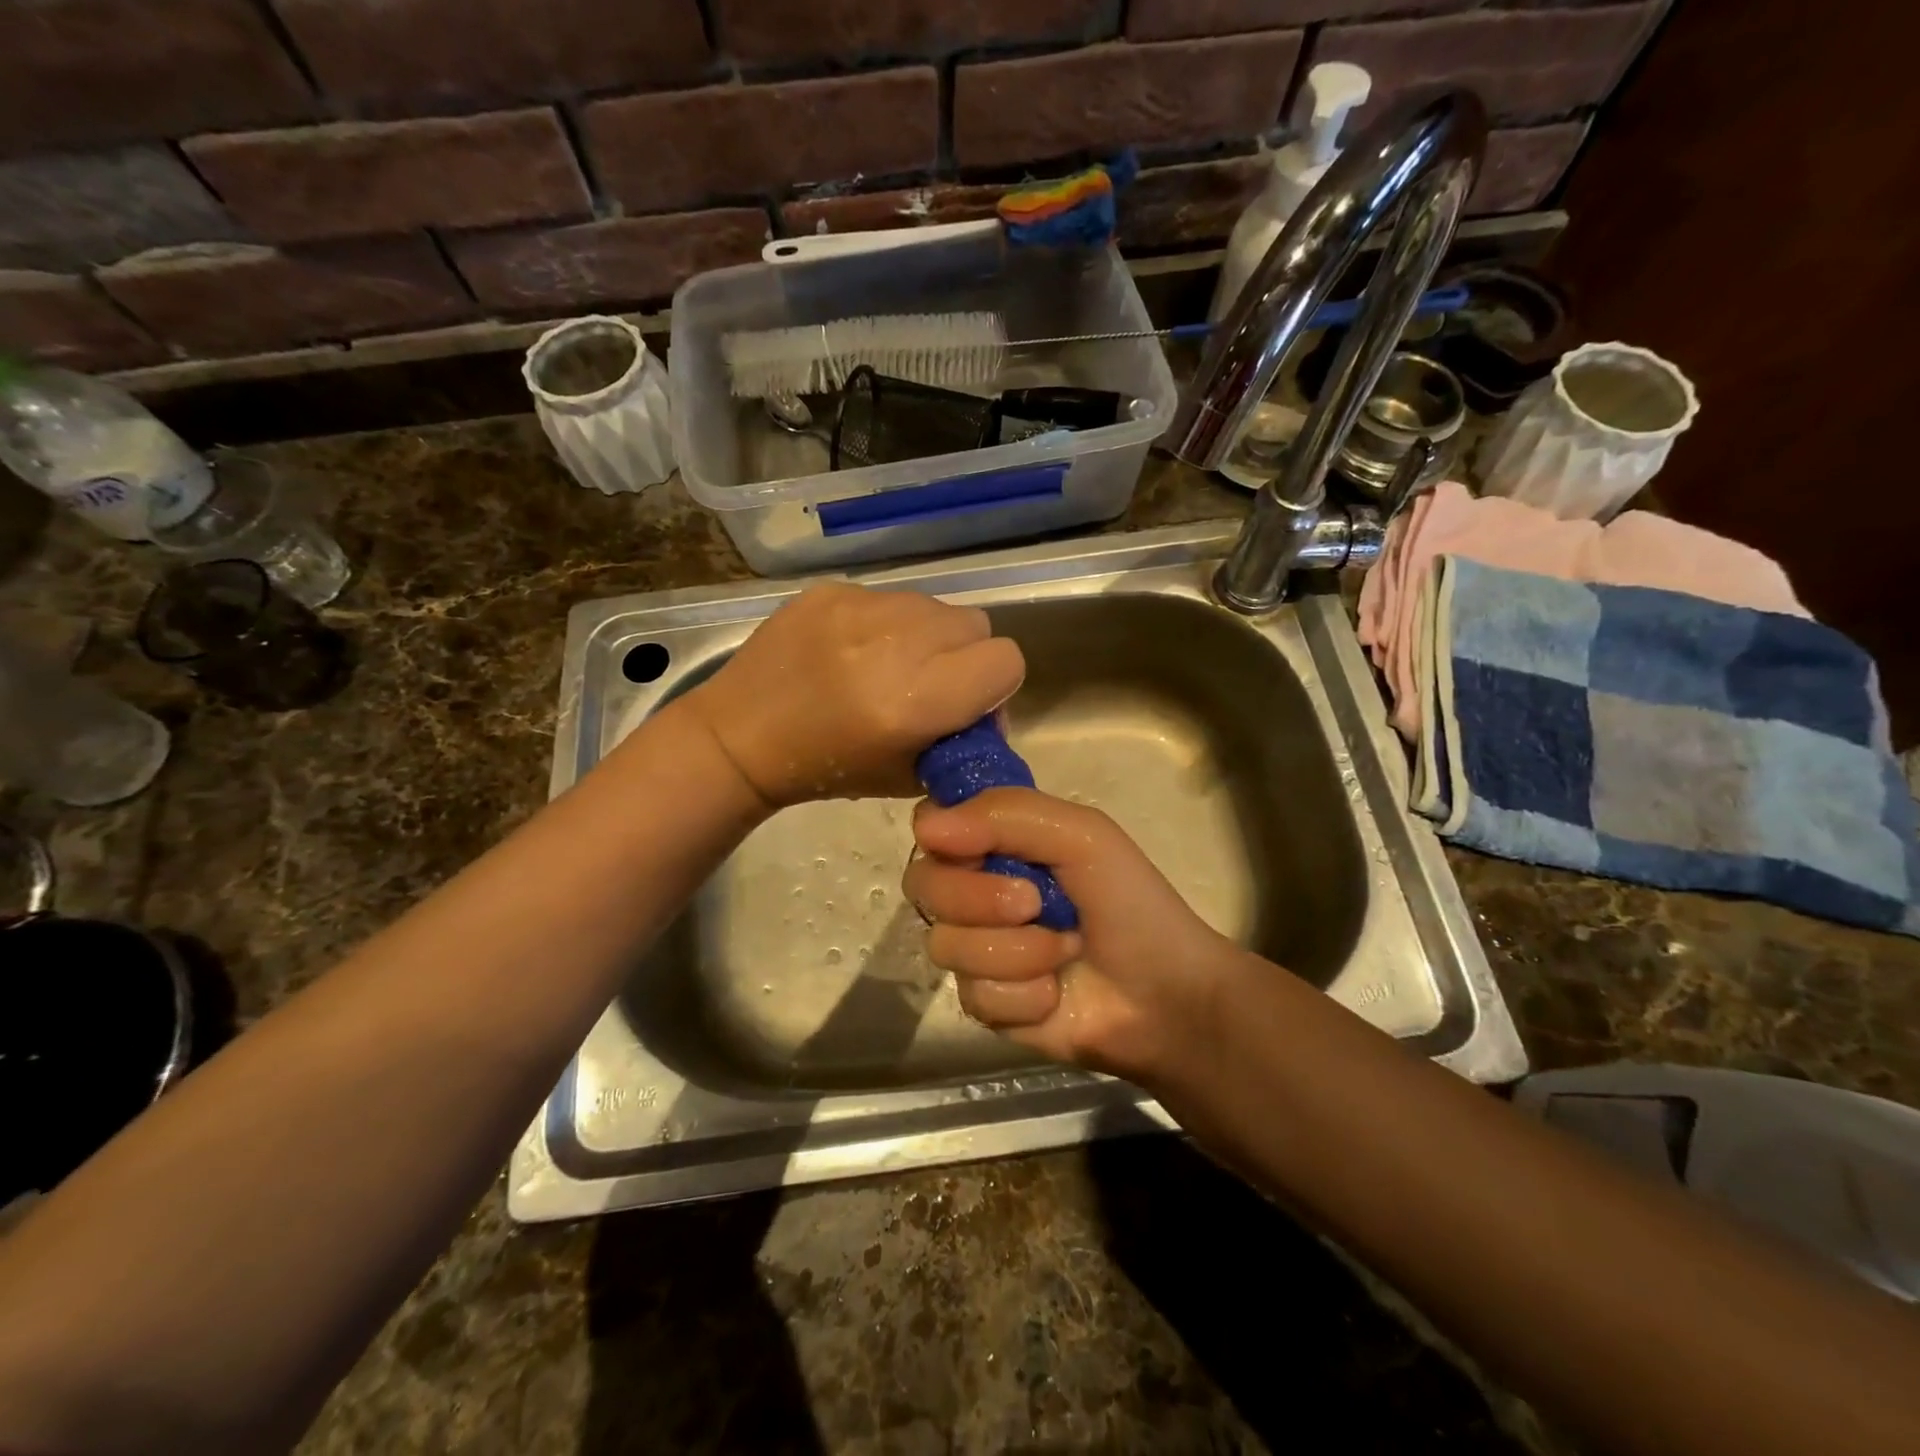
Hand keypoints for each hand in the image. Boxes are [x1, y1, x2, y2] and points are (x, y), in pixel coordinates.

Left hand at [682, 582, 1025, 808]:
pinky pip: (888, 596)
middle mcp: (895, 644)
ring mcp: (859, 608)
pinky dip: (884, 622)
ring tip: (886, 664)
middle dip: (964, 655)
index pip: (1005, 660)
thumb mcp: (910, 775)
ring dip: (926, 635)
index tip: (967, 703)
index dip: (995, 685)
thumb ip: (962, 737)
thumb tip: (989, 708)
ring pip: (933, 605)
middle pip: (975, 624)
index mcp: (916, 701)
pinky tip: (851, 650)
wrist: (741, 737)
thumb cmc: (827, 769)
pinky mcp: (831, 590)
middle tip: (928, 683)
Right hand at [904, 788, 1249, 1084]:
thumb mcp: (1080, 835)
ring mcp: (977, 949)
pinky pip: (974, 996)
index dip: (945, 839)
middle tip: (1035, 904)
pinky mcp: (984, 1005)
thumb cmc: (1130, 901)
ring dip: (1016, 952)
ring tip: (1064, 951)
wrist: (1166, 995)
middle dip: (981, 899)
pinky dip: (1023, 995)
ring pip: (947, 945)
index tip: (974, 850)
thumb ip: (1005, 815)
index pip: (931, 827)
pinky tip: (1055, 994)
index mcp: (996, 843)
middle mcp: (975, 891)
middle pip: (924, 885)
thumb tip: (926, 828)